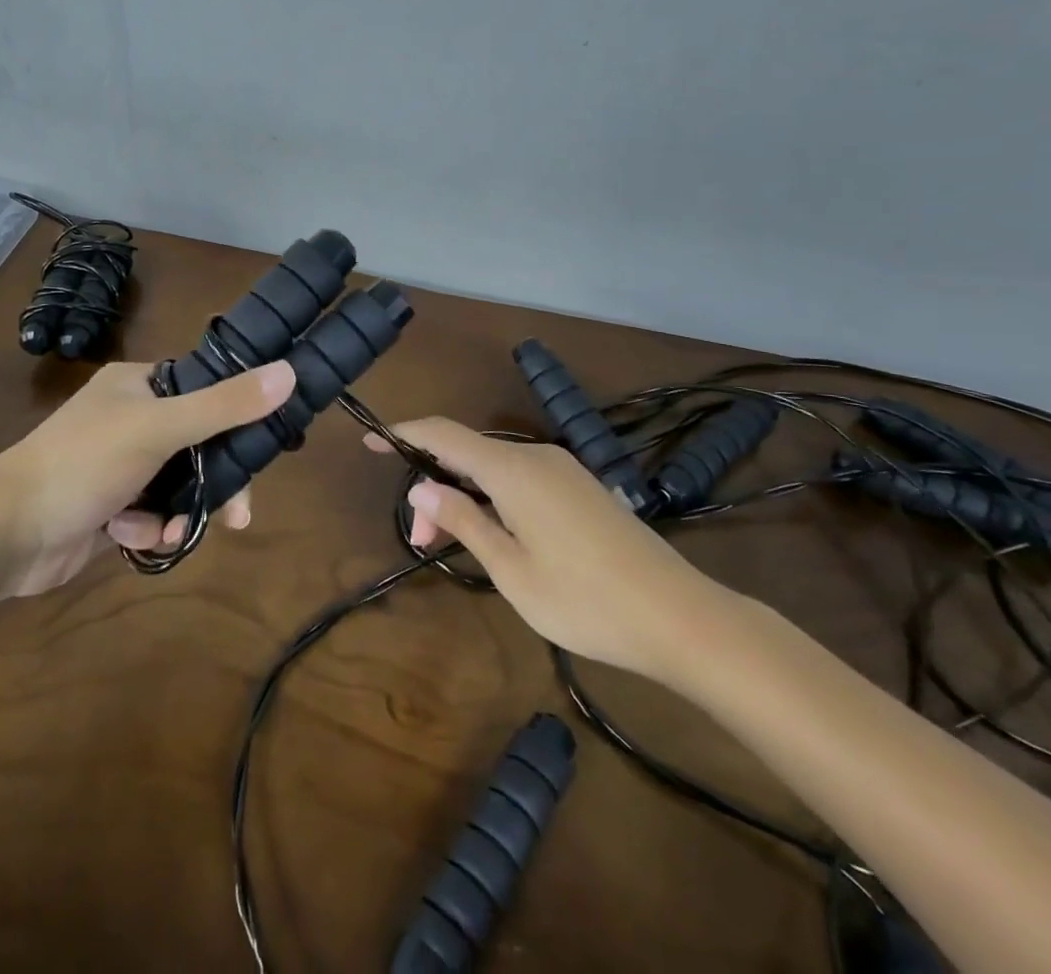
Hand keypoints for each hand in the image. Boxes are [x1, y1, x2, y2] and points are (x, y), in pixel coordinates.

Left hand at [0, 359, 295, 595]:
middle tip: (238, 513)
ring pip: (179, 485)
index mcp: (139, 385)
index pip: (205, 390)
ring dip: (181, 510)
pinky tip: (132, 536)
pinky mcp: (111, 507)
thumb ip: (225, 405)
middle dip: (215, 481)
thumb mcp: (159, 427)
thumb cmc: (84, 463)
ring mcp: (120, 465)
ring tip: (172, 530)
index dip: (237, 416)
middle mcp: (131, 418)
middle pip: (198, 444)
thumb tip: (288, 372)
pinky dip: (149, 527)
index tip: (263, 447)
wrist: (8, 534)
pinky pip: (153, 514)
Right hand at [366, 419, 732, 681]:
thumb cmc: (584, 599)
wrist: (680, 617)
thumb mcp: (510, 568)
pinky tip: (496, 535)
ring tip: (453, 544)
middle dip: (434, 486)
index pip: (443, 435)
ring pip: (494, 469)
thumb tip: (422, 487)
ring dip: (465, 496)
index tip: (370, 440)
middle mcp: (536, 457)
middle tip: (422, 542)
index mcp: (513, 471)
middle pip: (467, 454)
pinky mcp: (581, 488)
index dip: (403, 433)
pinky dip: (494, 498)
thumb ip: (463, 520)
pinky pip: (521, 478)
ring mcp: (563, 470)